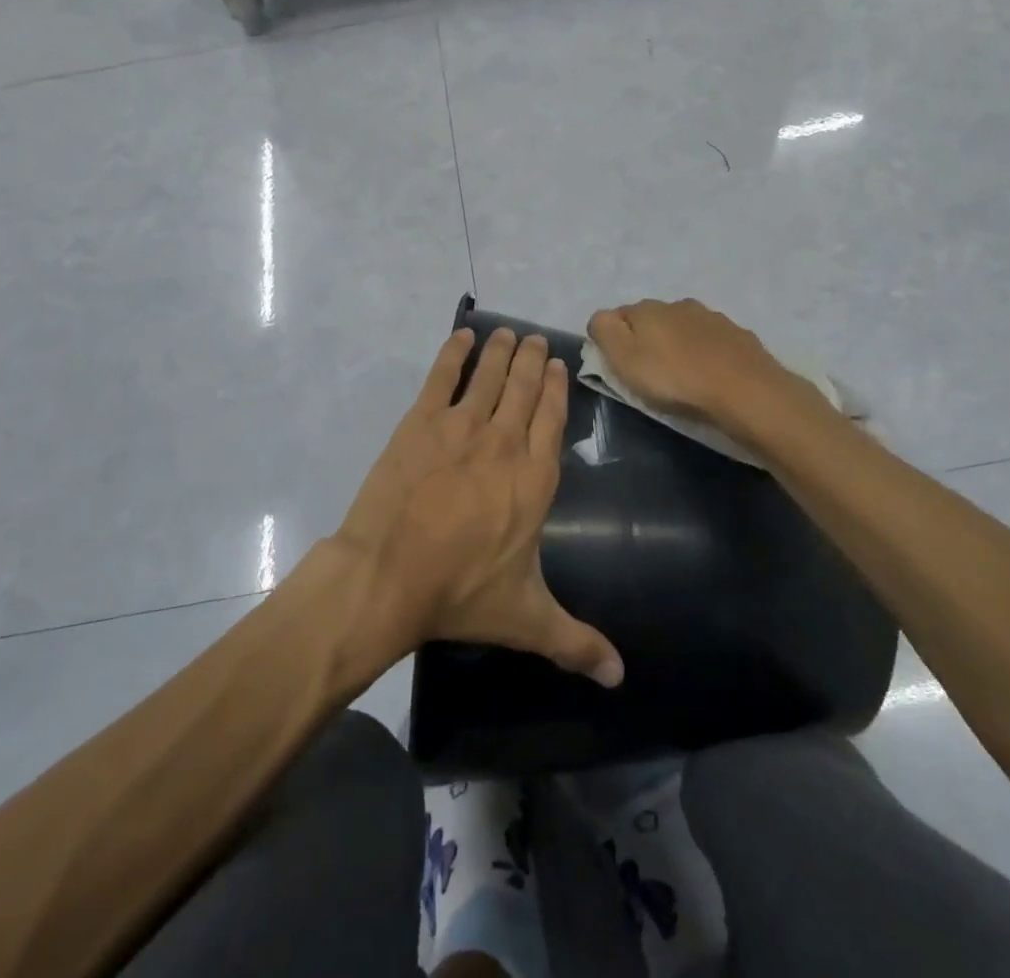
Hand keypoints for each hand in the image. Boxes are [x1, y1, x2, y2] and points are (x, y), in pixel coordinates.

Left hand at [333, 327, 623, 687]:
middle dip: (531, 360)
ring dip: (500, 351)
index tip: (558, 365)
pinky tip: (460, 336)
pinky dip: (452, 353)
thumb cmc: (461, 592)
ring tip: (508, 333)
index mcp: (534, 478)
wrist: (388, 575)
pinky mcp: (420, 423)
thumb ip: (576, 642)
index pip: (552, 419)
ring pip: (487, 376)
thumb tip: (621, 677)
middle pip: (522, 388)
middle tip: (535, 338)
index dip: (556, 389)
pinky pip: (440, 377)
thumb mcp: (527, 619)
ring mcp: (460, 427)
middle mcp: (503, 442)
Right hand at [586, 297, 806, 434]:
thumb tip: (600, 318)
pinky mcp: (738, 335)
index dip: (612, 339)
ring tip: (681, 374)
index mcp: (647, 309)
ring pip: (683, 327)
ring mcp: (712, 317)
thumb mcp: (625, 359)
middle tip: (648, 372)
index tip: (616, 366)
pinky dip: (705, 353)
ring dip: (677, 344)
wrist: (745, 391)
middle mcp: (678, 304)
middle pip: (651, 319)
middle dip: (646, 339)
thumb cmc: (675, 379)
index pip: (617, 315)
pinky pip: (711, 341)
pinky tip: (710, 373)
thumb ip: (604, 331)